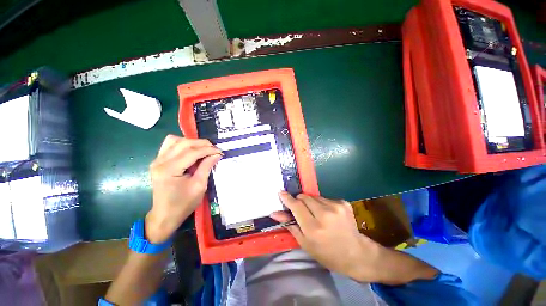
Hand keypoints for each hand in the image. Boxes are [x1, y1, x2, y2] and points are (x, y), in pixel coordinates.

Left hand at [145, 135, 221, 242]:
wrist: (165, 215)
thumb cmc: (183, 204)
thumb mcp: (199, 186)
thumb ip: (207, 166)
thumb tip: (216, 154)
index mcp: (169, 170)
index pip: (191, 152)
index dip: (208, 150)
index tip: (220, 151)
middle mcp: (160, 162)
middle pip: (183, 143)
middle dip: (201, 143)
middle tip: (214, 149)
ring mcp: (157, 160)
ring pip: (175, 140)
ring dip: (191, 142)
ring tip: (203, 149)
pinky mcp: (158, 161)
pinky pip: (170, 145)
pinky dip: (183, 144)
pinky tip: (191, 151)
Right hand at [271, 192, 438, 283]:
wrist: (356, 254)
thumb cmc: (327, 253)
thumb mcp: (305, 243)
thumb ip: (290, 225)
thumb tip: (275, 213)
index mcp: (313, 228)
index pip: (296, 206)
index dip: (287, 198)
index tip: (281, 192)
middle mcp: (325, 214)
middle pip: (304, 197)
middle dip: (299, 201)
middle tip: (301, 210)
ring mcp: (336, 206)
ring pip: (314, 196)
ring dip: (311, 203)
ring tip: (316, 214)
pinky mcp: (343, 202)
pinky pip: (324, 198)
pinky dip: (322, 204)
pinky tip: (327, 214)